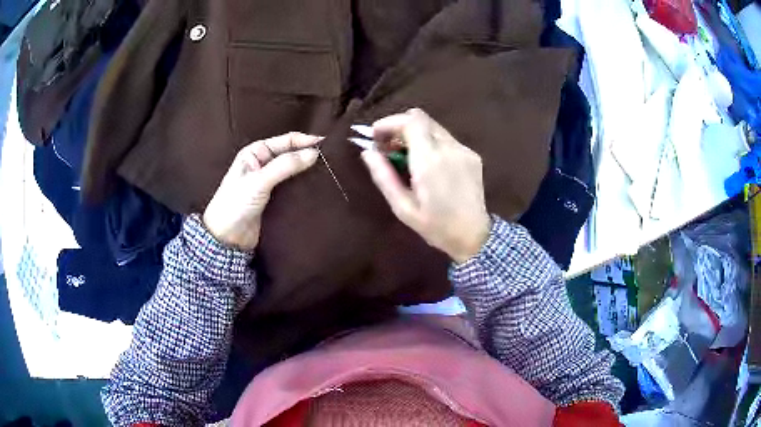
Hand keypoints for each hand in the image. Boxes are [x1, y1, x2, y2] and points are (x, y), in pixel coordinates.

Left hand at [203, 133, 320, 250]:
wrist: (227, 237)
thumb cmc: (236, 203)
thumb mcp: (259, 181)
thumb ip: (285, 166)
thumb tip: (314, 153)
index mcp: (255, 152)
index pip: (286, 140)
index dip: (305, 140)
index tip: (327, 144)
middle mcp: (263, 164)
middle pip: (291, 154)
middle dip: (309, 155)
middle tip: (332, 159)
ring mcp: (269, 182)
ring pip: (293, 171)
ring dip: (308, 172)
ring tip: (329, 173)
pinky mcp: (275, 199)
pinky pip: (292, 188)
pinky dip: (304, 186)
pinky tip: (317, 188)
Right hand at [362, 109, 490, 262]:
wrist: (474, 236)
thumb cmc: (435, 226)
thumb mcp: (402, 207)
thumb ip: (384, 176)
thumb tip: (368, 152)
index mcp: (430, 160)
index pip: (410, 121)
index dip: (389, 122)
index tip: (375, 136)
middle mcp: (449, 148)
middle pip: (421, 119)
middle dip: (399, 127)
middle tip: (386, 147)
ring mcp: (464, 150)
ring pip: (434, 127)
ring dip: (414, 134)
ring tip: (404, 156)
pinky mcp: (472, 155)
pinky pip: (446, 139)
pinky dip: (430, 143)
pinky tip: (427, 164)